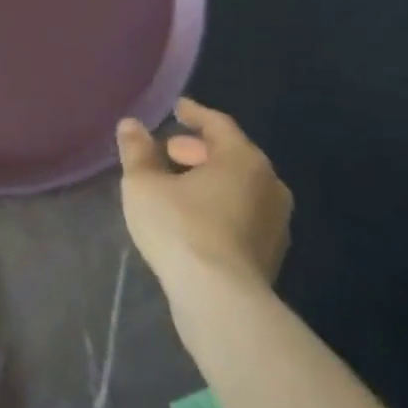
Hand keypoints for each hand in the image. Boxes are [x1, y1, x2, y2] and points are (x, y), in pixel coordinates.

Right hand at [117, 97, 291, 293]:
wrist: (220, 299)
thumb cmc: (180, 228)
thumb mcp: (144, 184)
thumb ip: (137, 151)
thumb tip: (131, 125)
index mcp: (242, 160)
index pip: (218, 124)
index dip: (194, 114)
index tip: (177, 108)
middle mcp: (269, 185)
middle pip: (233, 155)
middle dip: (199, 150)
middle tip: (169, 151)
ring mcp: (276, 221)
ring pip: (240, 186)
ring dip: (210, 179)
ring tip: (178, 184)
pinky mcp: (271, 252)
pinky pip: (243, 212)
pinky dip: (220, 204)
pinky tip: (194, 216)